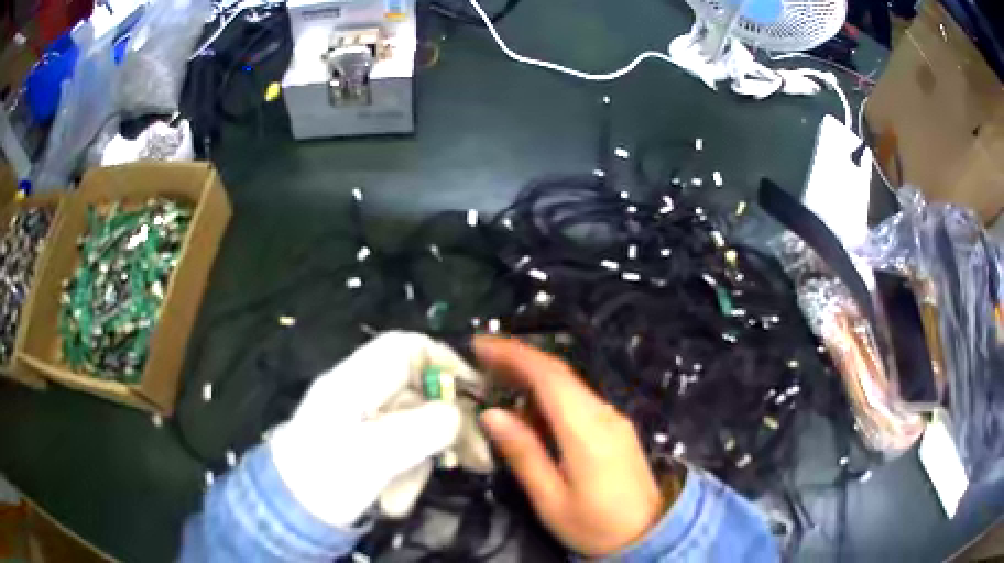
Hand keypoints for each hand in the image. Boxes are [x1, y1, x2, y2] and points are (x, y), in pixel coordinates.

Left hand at [269, 331, 492, 527]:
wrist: (291, 512)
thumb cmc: (326, 478)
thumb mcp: (375, 455)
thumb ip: (422, 428)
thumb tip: (457, 413)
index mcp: (355, 381)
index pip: (407, 348)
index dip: (446, 362)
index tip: (476, 393)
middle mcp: (361, 393)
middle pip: (420, 390)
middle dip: (450, 427)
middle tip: (480, 459)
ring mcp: (364, 421)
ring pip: (416, 426)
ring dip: (424, 461)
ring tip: (407, 498)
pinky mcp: (367, 446)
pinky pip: (402, 449)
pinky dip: (407, 474)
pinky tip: (395, 500)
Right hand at [475, 336, 665, 557]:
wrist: (649, 534)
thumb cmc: (595, 525)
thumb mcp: (551, 500)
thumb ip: (523, 454)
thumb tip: (491, 414)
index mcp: (586, 430)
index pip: (548, 377)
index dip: (512, 354)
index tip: (479, 345)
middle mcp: (603, 414)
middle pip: (559, 374)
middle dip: (519, 359)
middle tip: (480, 358)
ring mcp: (613, 419)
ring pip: (570, 385)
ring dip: (533, 376)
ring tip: (497, 381)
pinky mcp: (616, 428)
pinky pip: (579, 400)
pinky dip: (550, 395)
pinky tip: (530, 409)